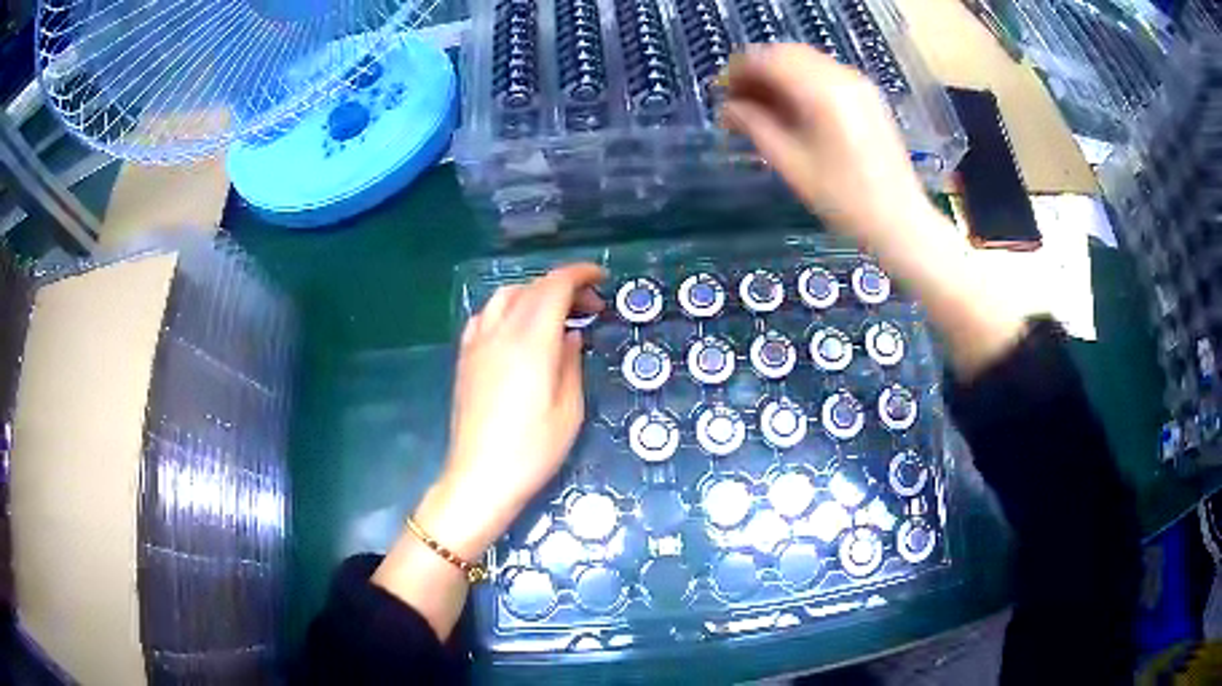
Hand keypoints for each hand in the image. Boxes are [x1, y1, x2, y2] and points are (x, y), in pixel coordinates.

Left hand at [414, 264, 605, 559]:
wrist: (481, 476)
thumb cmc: (533, 449)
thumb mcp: (569, 409)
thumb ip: (570, 362)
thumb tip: (569, 335)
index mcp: (532, 342)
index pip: (555, 287)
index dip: (580, 275)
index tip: (601, 279)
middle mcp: (501, 332)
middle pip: (532, 287)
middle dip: (564, 286)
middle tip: (589, 307)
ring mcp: (478, 343)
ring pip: (506, 296)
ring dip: (535, 293)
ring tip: (555, 315)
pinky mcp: (465, 358)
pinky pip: (485, 315)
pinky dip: (508, 308)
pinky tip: (517, 328)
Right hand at [720, 44, 933, 248]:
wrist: (900, 221)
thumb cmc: (843, 199)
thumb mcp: (790, 164)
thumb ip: (754, 126)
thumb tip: (727, 108)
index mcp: (821, 91)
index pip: (767, 60)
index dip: (736, 71)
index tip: (720, 95)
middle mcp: (841, 76)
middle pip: (785, 54)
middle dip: (756, 71)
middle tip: (737, 101)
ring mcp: (858, 84)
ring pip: (804, 61)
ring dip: (777, 76)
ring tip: (760, 108)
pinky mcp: (867, 95)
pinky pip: (824, 73)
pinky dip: (800, 82)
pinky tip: (791, 109)